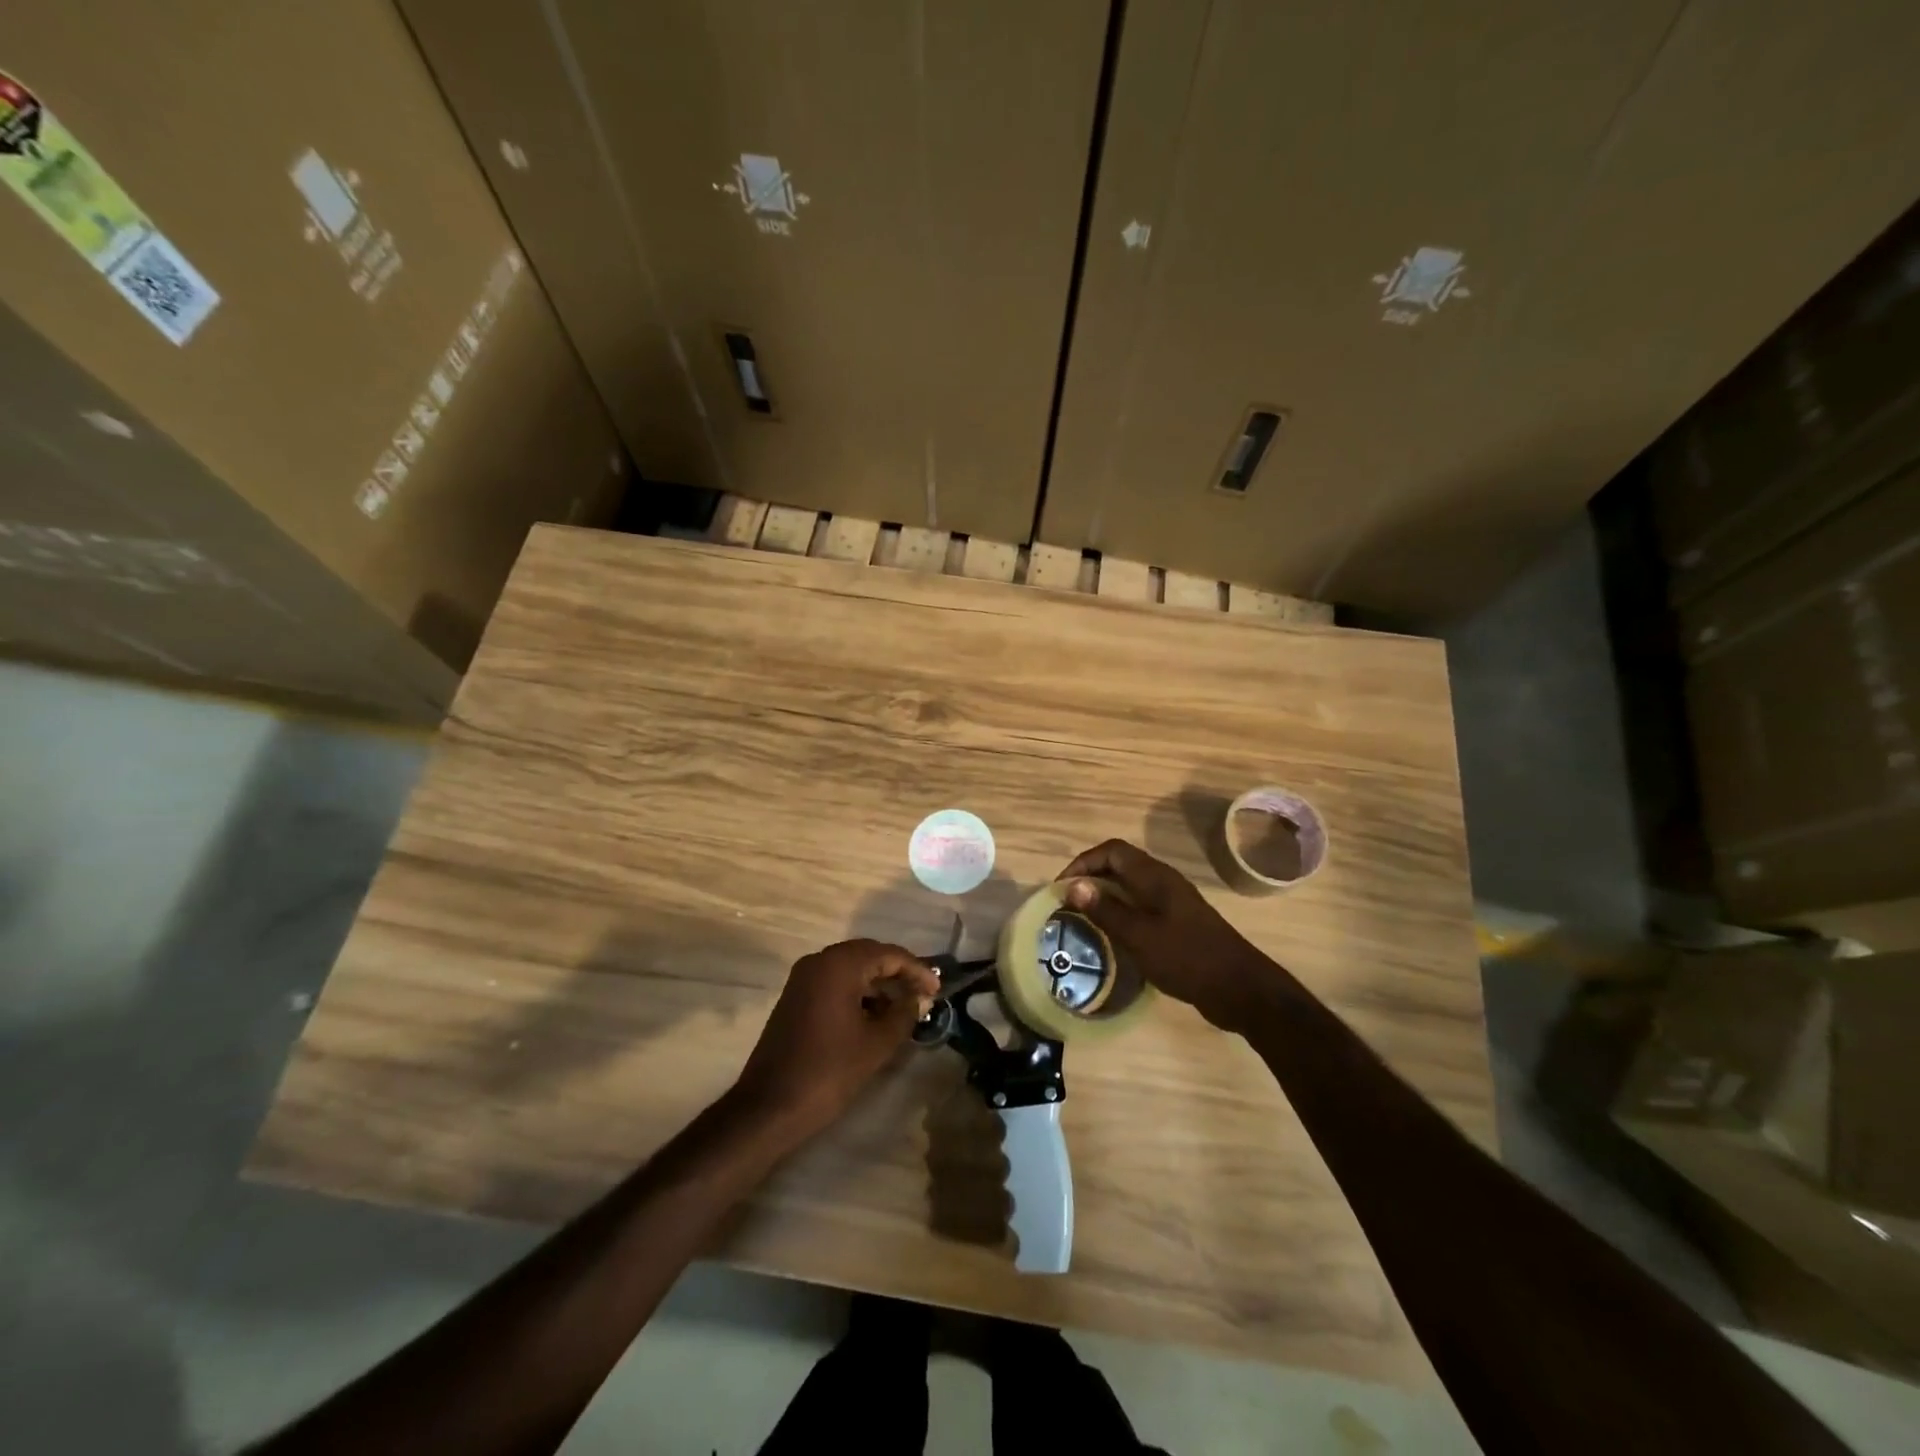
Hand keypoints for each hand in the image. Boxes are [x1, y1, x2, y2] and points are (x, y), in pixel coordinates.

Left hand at [734, 940, 939, 1136]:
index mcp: (839, 964)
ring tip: (904, 1008)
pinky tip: (875, 1016)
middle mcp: (819, 961)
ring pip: (851, 969)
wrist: (769, 1107)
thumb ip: (904, 1014)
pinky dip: (857, 993)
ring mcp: (803, 978)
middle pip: (869, 955)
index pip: (888, 954)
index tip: (938, 990)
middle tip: (924, 994)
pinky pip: (835, 983)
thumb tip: (920, 998)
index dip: (917, 970)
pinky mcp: (795, 997)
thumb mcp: (876, 1043)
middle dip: (898, 973)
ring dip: (878, 984)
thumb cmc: (829, 1071)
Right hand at [1060, 839, 1285, 1032]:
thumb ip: (1106, 910)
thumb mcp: (1139, 935)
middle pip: (1120, 865)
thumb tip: (1073, 886)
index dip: (1083, 862)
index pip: (1112, 851)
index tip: (1061, 888)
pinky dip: (1121, 913)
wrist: (1239, 988)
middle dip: (1090, 877)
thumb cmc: (1186, 957)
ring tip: (1082, 918)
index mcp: (1154, 877)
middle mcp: (1163, 882)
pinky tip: (1112, 936)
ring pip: (1130, 887)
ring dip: (1104, 896)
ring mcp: (1172, 902)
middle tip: (1067, 903)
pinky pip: (1141, 906)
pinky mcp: (1178, 923)